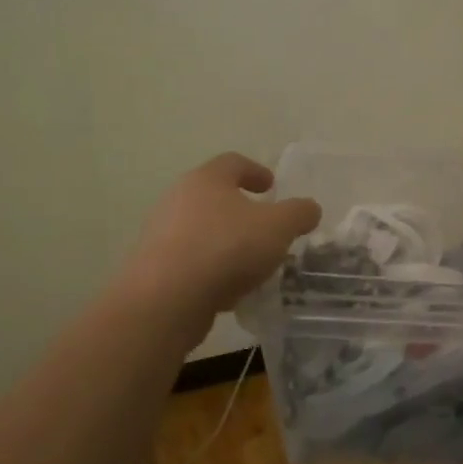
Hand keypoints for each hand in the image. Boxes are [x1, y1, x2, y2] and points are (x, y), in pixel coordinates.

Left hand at [118, 153, 321, 327]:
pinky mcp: (153, 268)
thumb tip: (309, 208)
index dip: (255, 171)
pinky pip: (190, 261)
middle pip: (214, 196)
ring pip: (201, 231)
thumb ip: (299, 213)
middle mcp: (178, 199)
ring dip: (226, 242)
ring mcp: (161, 234)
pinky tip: (228, 290)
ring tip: (251, 263)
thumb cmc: (226, 248)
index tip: (271, 186)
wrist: (165, 301)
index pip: (233, 163)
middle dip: (241, 210)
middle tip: (265, 226)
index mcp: (207, 179)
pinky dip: (210, 269)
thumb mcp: (278, 227)